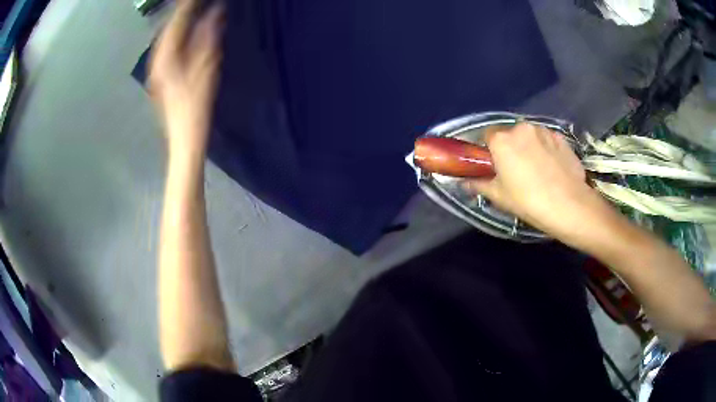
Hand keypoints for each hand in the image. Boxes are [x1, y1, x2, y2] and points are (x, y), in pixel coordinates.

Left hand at [150, 0, 223, 155]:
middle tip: (193, 1)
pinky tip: (182, 32)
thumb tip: (215, 13)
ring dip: (176, 22)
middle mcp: (157, 60)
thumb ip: (208, 38)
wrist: (183, 138)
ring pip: (164, 38)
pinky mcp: (160, 76)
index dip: (188, 5)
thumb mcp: (206, 70)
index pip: (176, 22)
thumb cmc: (195, 107)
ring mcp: (156, 69)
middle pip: (166, 28)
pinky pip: (165, 48)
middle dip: (179, 11)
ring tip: (189, 10)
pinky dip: (174, 35)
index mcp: (166, 57)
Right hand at [464, 123, 612, 243]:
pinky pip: (547, 139)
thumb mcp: (499, 196)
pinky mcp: (561, 138)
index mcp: (502, 139)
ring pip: (529, 135)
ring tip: (537, 169)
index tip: (494, 165)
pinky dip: (545, 148)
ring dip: (528, 146)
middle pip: (509, 133)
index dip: (489, 149)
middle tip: (516, 170)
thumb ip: (478, 184)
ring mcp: (544, 131)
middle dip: (510, 147)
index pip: (486, 134)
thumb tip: (464, 182)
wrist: (569, 205)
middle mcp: (521, 128)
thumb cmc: (528, 201)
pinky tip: (551, 168)